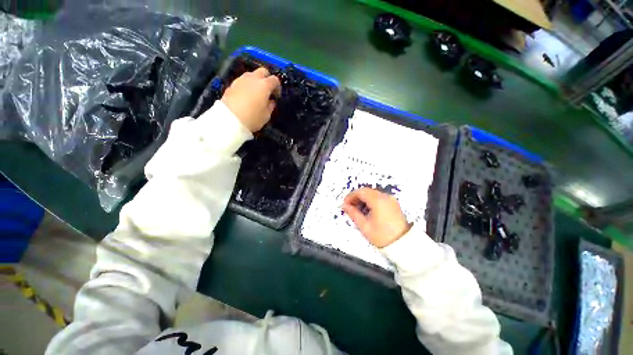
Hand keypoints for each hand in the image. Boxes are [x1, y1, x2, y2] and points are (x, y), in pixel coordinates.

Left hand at [221, 67, 280, 132]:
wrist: (229, 119)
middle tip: (267, 90)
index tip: (277, 95)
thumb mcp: (266, 115)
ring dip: (256, 81)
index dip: (278, 87)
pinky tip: (246, 95)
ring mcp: (241, 80)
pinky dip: (247, 85)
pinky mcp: (232, 84)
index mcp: (264, 85)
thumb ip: (270, 106)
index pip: (275, 80)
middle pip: (262, 71)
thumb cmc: (252, 118)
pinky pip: (242, 81)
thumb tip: (271, 101)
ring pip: (251, 74)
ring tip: (256, 92)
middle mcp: (253, 79)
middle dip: (267, 78)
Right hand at [342, 188, 410, 247]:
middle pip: (366, 191)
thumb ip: (353, 213)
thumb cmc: (382, 236)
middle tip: (350, 207)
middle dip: (356, 197)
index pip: (360, 192)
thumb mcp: (364, 226)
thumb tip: (344, 206)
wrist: (402, 244)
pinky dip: (370, 201)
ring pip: (372, 193)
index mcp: (378, 201)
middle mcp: (385, 197)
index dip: (350, 196)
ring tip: (358, 210)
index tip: (345, 204)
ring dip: (363, 199)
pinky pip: (379, 197)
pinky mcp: (393, 203)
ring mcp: (390, 199)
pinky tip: (367, 210)